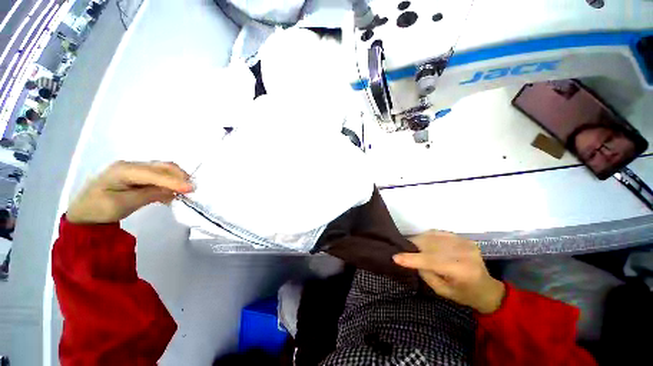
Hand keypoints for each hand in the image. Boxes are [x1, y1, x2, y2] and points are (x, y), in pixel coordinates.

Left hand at [66, 161, 193, 224]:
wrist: (84, 214)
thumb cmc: (99, 210)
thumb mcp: (123, 204)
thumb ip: (149, 195)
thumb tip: (172, 191)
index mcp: (123, 170)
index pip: (154, 173)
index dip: (174, 181)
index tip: (191, 189)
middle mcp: (130, 165)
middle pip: (161, 166)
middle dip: (179, 176)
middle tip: (192, 188)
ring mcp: (134, 170)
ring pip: (162, 170)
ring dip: (176, 179)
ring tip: (185, 191)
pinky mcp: (137, 177)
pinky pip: (158, 177)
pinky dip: (169, 184)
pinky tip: (173, 194)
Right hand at [393, 230, 504, 313]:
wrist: (486, 288)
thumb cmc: (464, 294)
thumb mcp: (442, 291)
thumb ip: (426, 273)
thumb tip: (411, 258)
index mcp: (462, 271)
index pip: (431, 261)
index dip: (412, 259)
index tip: (395, 257)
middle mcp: (465, 253)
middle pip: (430, 245)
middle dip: (413, 246)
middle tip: (403, 250)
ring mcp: (465, 243)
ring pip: (433, 236)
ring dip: (419, 240)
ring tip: (413, 246)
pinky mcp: (464, 238)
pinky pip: (439, 233)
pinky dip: (428, 236)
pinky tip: (425, 242)